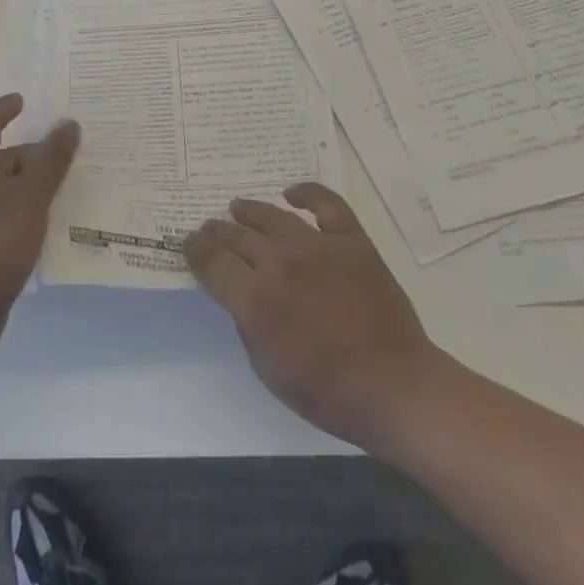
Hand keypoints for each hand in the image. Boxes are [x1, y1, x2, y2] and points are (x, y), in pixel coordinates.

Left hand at [0, 94, 78, 359]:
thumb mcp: (32, 195)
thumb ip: (52, 159)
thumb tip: (68, 123)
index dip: (3, 109)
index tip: (22, 101)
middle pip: (1, 157)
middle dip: (32, 154)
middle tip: (66, 155)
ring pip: (5, 189)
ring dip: (31, 185)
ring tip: (64, 189)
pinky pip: (4, 215)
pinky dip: (25, 211)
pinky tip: (47, 226)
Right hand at [185, 183, 441, 450]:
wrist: (393, 385)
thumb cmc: (327, 391)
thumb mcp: (268, 369)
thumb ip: (248, 323)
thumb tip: (243, 293)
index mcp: (255, 299)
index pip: (212, 263)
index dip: (196, 251)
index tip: (190, 243)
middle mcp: (279, 262)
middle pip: (237, 236)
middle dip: (218, 231)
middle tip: (210, 227)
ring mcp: (316, 245)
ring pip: (272, 216)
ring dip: (250, 210)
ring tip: (237, 206)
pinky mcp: (350, 239)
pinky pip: (325, 204)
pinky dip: (307, 193)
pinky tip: (292, 194)